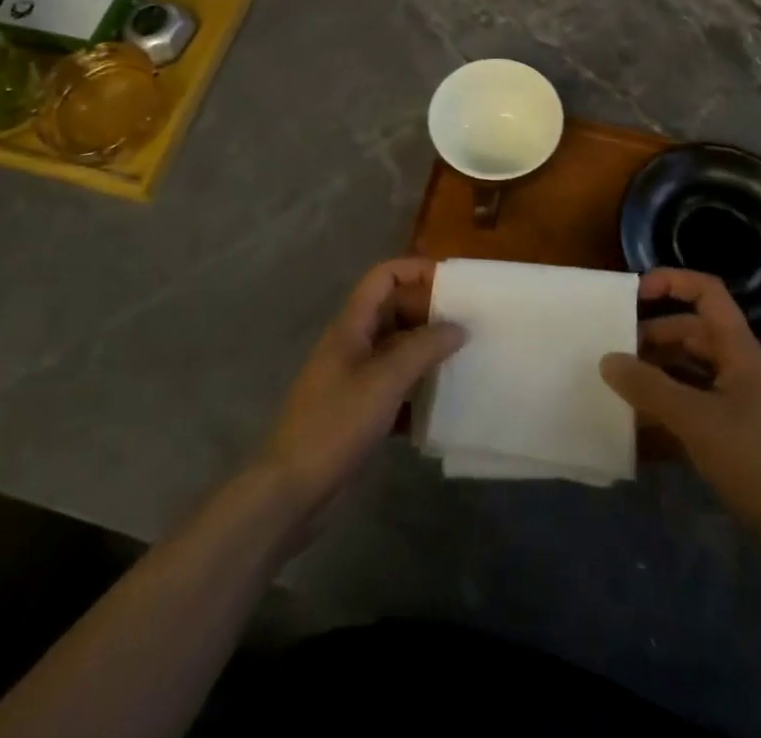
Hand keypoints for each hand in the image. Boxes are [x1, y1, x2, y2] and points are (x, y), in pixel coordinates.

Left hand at [259, 258, 463, 515]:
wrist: (291, 490)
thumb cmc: (335, 424)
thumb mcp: (384, 381)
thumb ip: (422, 348)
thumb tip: (458, 326)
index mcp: (352, 324)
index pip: (384, 277)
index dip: (416, 270)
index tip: (454, 285)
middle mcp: (353, 343)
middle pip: (394, 311)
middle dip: (429, 313)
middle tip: (469, 325)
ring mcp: (355, 378)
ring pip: (398, 350)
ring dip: (427, 352)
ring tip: (465, 359)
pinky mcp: (360, 410)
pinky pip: (395, 387)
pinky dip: (417, 390)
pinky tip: (443, 405)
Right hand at [601, 269, 760, 552]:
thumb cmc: (755, 462)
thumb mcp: (695, 421)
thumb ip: (648, 387)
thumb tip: (607, 359)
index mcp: (739, 350)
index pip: (708, 293)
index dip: (673, 282)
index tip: (635, 294)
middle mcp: (738, 367)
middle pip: (691, 332)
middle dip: (652, 336)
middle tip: (615, 352)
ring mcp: (737, 401)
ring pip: (688, 369)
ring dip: (656, 373)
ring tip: (620, 386)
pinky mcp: (732, 433)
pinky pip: (692, 404)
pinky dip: (666, 407)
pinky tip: (638, 426)